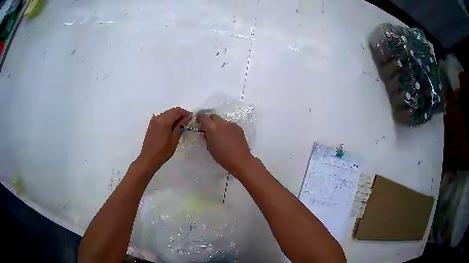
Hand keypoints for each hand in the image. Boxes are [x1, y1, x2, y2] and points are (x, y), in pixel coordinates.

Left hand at [137, 107, 190, 173]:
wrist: (148, 158)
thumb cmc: (163, 151)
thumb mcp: (174, 139)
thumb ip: (181, 126)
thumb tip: (187, 118)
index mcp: (164, 120)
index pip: (177, 111)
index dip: (185, 113)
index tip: (191, 119)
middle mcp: (158, 117)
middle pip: (172, 111)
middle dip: (180, 115)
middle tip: (187, 123)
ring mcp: (153, 120)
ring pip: (167, 114)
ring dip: (174, 118)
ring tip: (180, 127)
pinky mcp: (152, 125)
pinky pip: (162, 118)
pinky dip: (168, 120)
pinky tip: (172, 128)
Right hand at [197, 113, 252, 175]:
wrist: (239, 160)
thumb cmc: (221, 156)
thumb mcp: (209, 147)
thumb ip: (206, 137)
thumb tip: (205, 133)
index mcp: (212, 127)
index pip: (203, 117)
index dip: (199, 119)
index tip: (198, 123)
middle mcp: (221, 123)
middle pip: (213, 116)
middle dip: (209, 121)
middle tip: (209, 129)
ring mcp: (231, 124)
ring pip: (222, 121)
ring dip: (219, 125)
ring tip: (220, 134)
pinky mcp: (238, 127)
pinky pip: (230, 125)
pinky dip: (227, 128)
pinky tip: (228, 137)